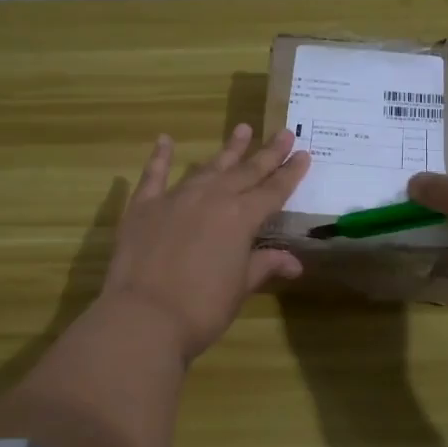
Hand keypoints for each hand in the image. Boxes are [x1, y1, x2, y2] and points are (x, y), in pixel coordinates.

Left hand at [101, 125, 310, 361]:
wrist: (143, 317)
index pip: (273, 190)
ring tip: (242, 129)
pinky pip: (153, 175)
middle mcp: (212, 198)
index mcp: (241, 217)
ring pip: (208, 167)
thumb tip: (294, 262)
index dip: (290, 173)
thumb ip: (264, 266)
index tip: (304, 153)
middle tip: (284, 132)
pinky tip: (165, 140)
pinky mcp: (143, 207)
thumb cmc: (201, 308)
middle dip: (267, 153)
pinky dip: (160, 156)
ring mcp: (176, 198)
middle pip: (246, 171)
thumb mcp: (240, 288)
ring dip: (227, 150)